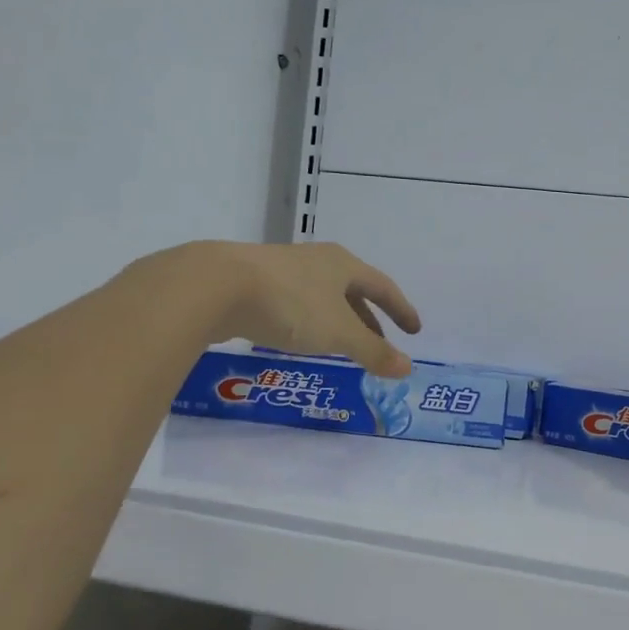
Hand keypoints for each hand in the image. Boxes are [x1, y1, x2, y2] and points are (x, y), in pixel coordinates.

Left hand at [169, 241, 421, 376]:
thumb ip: (373, 352)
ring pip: (321, 297)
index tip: (414, 329)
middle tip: (378, 343)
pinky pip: (293, 303)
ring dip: (337, 320)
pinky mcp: (252, 283)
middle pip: (352, 290)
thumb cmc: (290, 305)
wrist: (214, 286)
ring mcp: (282, 269)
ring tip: (340, 345)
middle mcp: (316, 261)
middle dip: (368, 319)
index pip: (383, 287)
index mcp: (343, 265)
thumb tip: (407, 368)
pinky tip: (297, 339)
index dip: (401, 309)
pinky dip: (307, 322)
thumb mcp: (338, 334)